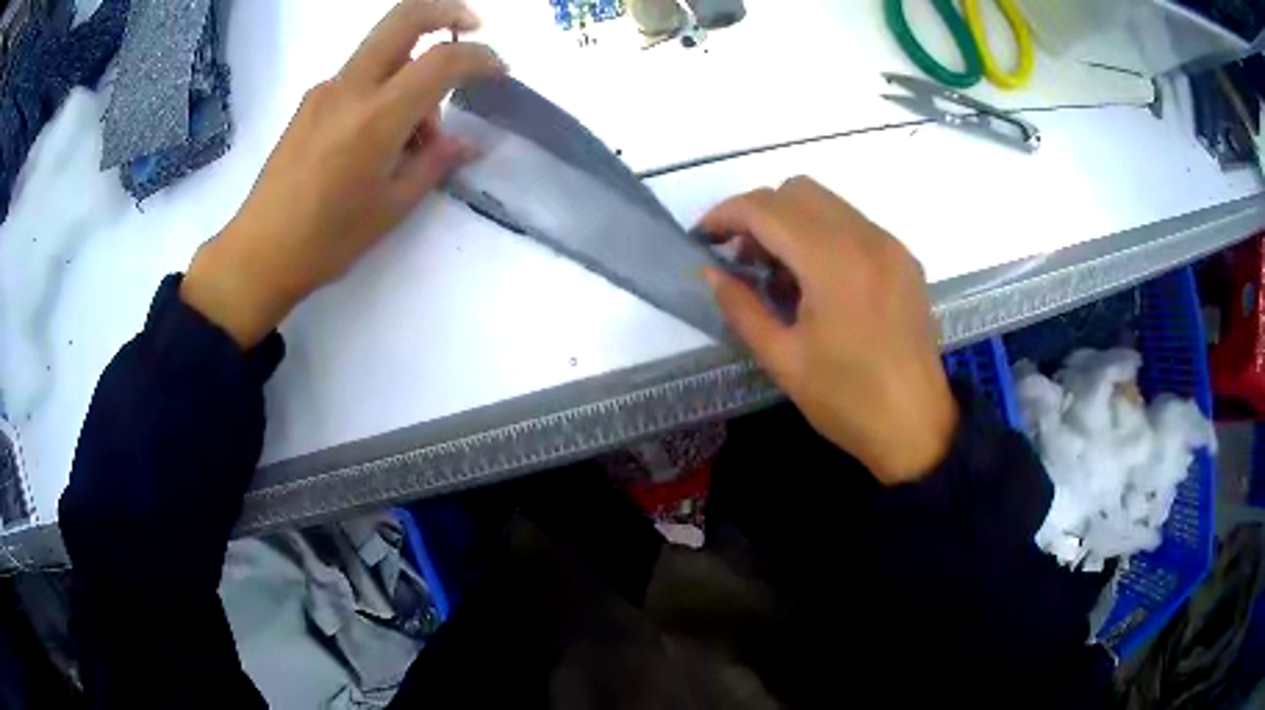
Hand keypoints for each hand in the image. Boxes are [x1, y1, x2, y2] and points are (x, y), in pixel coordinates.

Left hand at [181, 0, 503, 346]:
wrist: (257, 254)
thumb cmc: (326, 241)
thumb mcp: (391, 207)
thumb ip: (434, 164)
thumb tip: (467, 144)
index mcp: (376, 118)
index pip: (441, 61)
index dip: (480, 58)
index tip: (498, 73)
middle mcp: (350, 88)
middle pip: (404, 17)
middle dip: (446, 12)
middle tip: (472, 29)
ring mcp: (325, 90)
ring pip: (382, 48)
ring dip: (413, 65)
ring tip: (415, 133)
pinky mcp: (310, 102)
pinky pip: (359, 75)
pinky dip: (384, 86)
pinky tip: (380, 136)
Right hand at [701, 177, 957, 484]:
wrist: (917, 426)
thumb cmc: (847, 401)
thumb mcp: (783, 360)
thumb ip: (741, 307)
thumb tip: (711, 272)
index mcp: (833, 262)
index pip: (766, 209)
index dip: (725, 214)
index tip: (703, 238)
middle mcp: (866, 237)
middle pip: (797, 190)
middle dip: (758, 214)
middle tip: (743, 260)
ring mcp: (890, 244)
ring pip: (826, 202)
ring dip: (790, 220)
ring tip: (778, 273)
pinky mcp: (903, 258)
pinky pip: (852, 223)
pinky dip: (822, 233)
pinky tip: (817, 280)